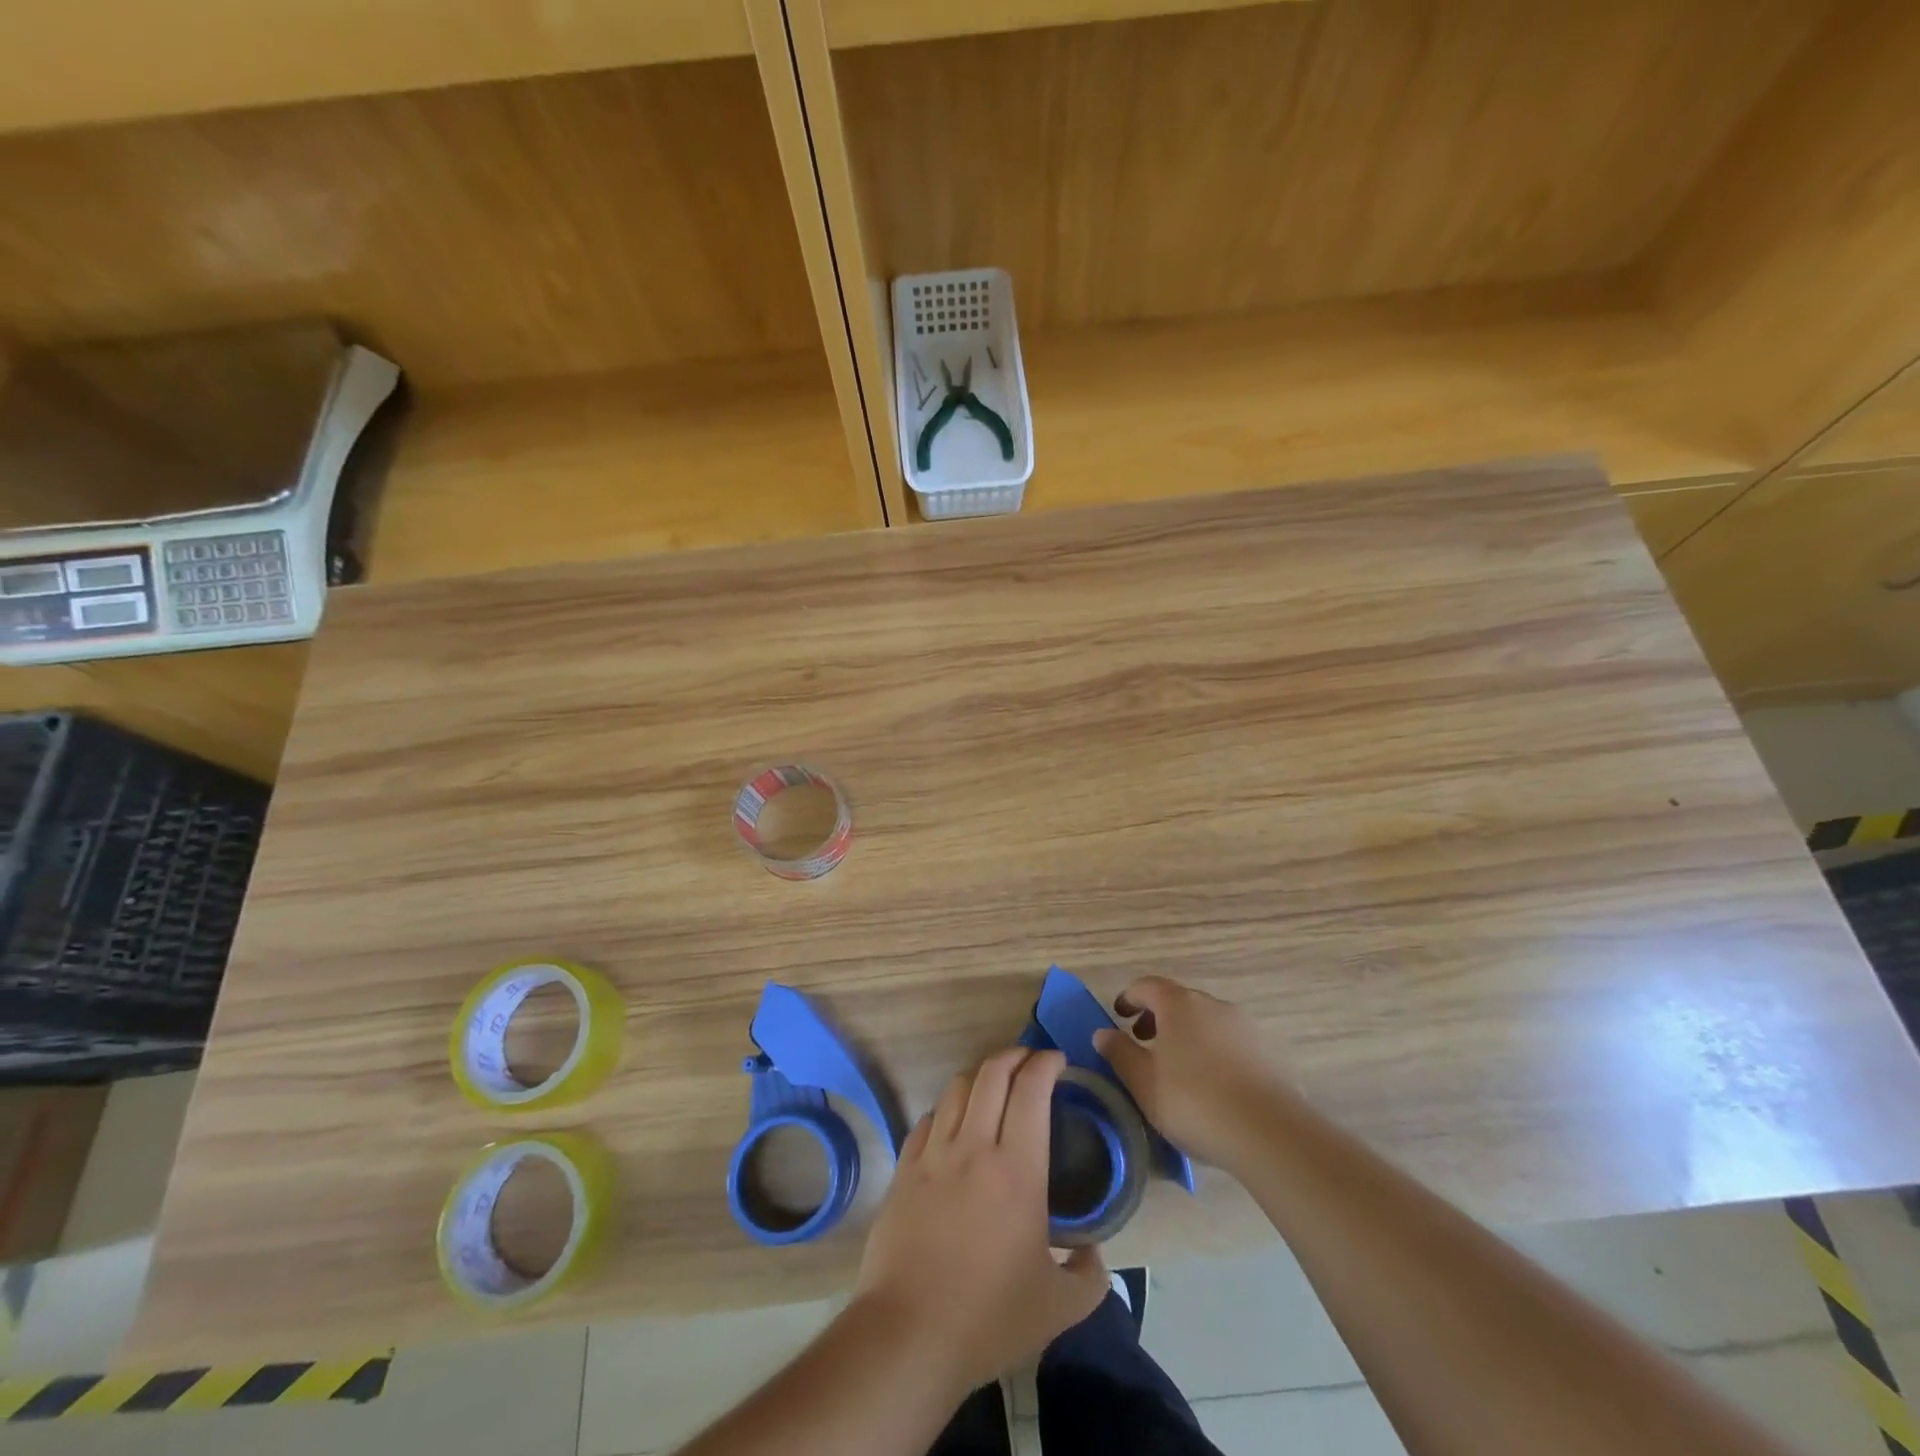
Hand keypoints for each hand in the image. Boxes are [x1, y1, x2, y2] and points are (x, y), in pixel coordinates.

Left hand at [852, 1047, 1108, 1391]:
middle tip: (1030, 1059)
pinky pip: (927, 1119)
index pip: (1031, 1090)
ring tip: (994, 1085)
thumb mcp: (1059, 1308)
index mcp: (1017, 1169)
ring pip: (957, 1088)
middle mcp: (974, 1147)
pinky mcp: (904, 1170)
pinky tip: (954, 1124)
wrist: (908, 1335)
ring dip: (980, 1076)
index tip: (1058, 1060)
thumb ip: (1089, 1276)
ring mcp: (933, 1154)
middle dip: (1014, 1055)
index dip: (1045, 1063)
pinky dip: (947, 1109)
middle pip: (992, 1073)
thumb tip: (1093, 1254)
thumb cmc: (989, 1318)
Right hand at [1092, 976, 1289, 1169]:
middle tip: (1143, 1044)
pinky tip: (1211, 1086)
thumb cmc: (1194, 1101)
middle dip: (1158, 1018)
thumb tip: (1103, 1033)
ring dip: (1187, 1036)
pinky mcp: (1267, 1053)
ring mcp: (1244, 1026)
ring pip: (1206, 1022)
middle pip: (1178, 1001)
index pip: (1147, 986)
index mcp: (1178, 1004)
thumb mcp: (1144, 1082)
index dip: (1129, 997)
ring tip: (1178, 1069)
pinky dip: (1212, 1052)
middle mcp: (1212, 1005)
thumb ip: (1120, 1054)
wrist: (1270, 1133)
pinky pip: (1229, 1043)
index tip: (1119, 1015)